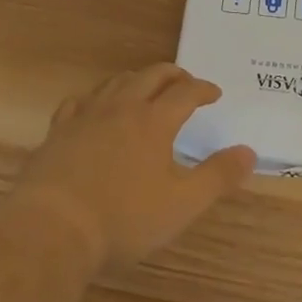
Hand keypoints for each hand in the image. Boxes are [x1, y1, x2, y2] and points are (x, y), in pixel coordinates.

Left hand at [12, 64, 255, 270]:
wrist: (53, 227)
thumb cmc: (124, 218)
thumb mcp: (182, 204)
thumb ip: (217, 177)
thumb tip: (249, 152)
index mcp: (154, 121)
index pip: (186, 93)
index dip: (203, 89)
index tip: (215, 93)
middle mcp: (121, 108)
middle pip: (151, 76)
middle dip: (172, 74)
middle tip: (185, 81)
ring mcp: (86, 116)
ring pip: (116, 83)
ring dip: (136, 80)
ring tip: (145, 88)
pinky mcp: (58, 131)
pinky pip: (79, 102)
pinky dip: (95, 99)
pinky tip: (94, 108)